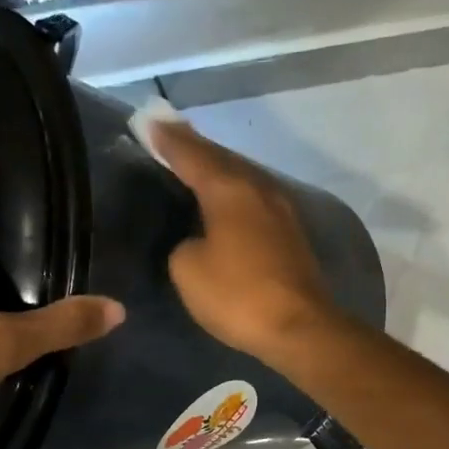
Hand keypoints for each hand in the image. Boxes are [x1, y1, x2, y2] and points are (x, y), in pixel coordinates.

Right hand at [142, 110, 339, 362]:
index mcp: (228, 189)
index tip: (148, 120)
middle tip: (170, 133)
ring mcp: (280, 210)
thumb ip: (184, 245)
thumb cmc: (237, 295)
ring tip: (196, 161)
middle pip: (221, 158)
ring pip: (242, 176)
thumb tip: (197, 240)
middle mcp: (258, 189)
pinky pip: (254, 199)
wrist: (299, 327)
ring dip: (218, 167)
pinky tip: (227, 199)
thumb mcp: (188, 270)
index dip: (167, 139)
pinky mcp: (291, 234)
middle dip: (194, 146)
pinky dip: (235, 191)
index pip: (191, 154)